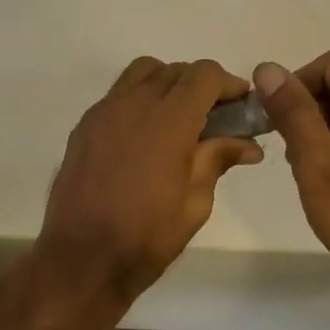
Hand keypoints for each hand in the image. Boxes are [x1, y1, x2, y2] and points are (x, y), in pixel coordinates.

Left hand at [37, 58, 263, 303]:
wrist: (81, 259)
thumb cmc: (146, 237)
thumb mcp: (195, 203)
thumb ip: (217, 160)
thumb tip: (248, 144)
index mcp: (168, 121)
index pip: (204, 74)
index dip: (228, 84)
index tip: (241, 105)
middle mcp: (134, 104)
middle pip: (175, 70)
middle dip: (201, 85)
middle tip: (216, 117)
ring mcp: (104, 112)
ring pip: (142, 73)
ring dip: (168, 84)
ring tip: (179, 119)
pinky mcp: (84, 126)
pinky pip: (118, 95)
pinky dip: (139, 99)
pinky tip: (145, 135)